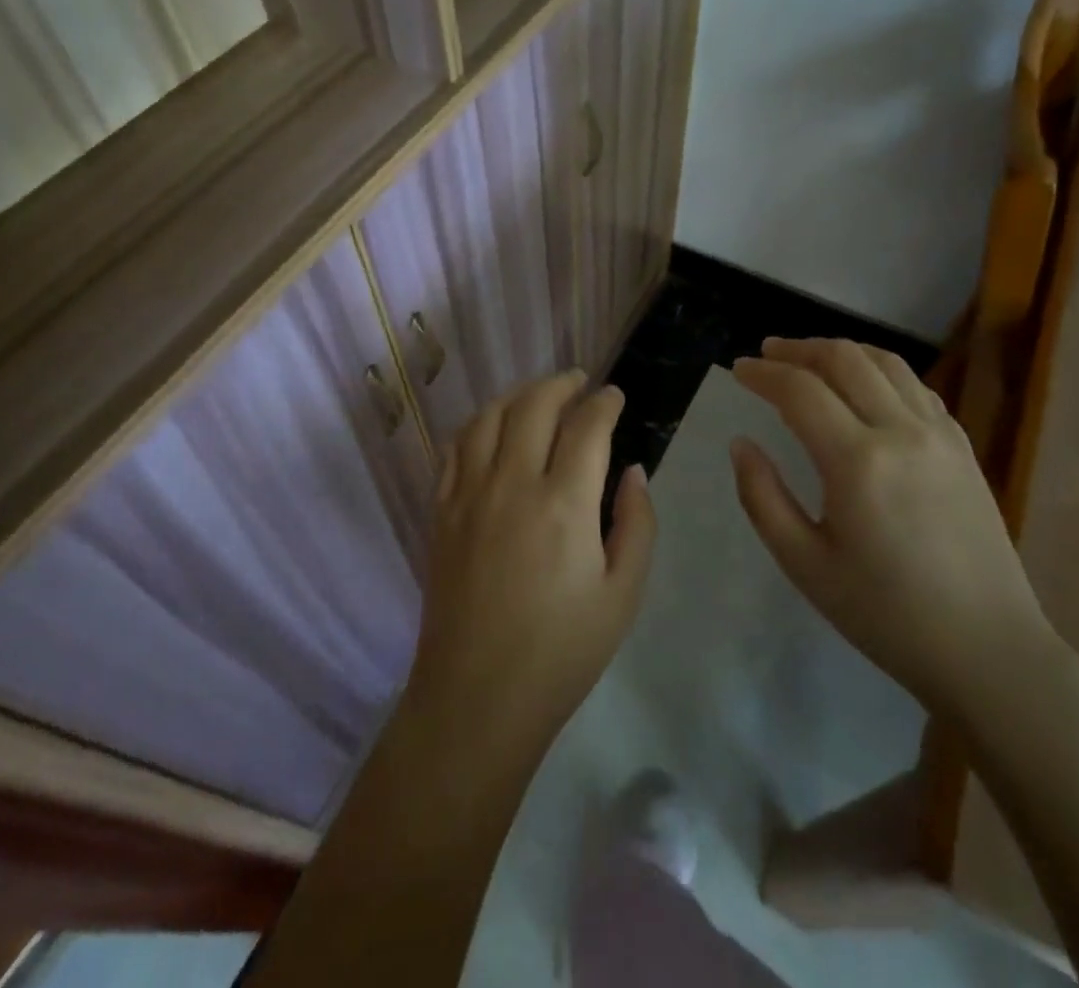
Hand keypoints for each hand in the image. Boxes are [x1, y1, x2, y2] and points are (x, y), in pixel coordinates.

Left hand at [401, 371, 654, 765]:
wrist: (478, 697)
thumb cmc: (562, 651)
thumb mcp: (623, 595)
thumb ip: (636, 524)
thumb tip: (634, 471)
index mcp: (564, 503)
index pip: (587, 426)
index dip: (605, 402)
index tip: (615, 396)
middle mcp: (512, 484)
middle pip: (534, 405)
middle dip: (562, 383)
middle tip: (580, 382)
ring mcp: (469, 494)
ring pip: (489, 417)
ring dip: (518, 394)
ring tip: (538, 394)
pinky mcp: (442, 511)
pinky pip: (455, 447)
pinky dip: (477, 424)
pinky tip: (491, 427)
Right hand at [730, 338, 1054, 716]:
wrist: (987, 650)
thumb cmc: (885, 615)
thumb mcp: (804, 564)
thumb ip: (762, 497)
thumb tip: (741, 444)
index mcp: (857, 462)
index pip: (800, 390)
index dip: (764, 373)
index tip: (739, 370)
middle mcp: (902, 432)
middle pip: (844, 359)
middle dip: (799, 349)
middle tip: (769, 354)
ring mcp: (941, 435)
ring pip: (886, 362)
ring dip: (841, 352)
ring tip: (811, 360)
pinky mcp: (964, 447)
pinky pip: (916, 387)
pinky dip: (880, 372)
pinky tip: (865, 389)